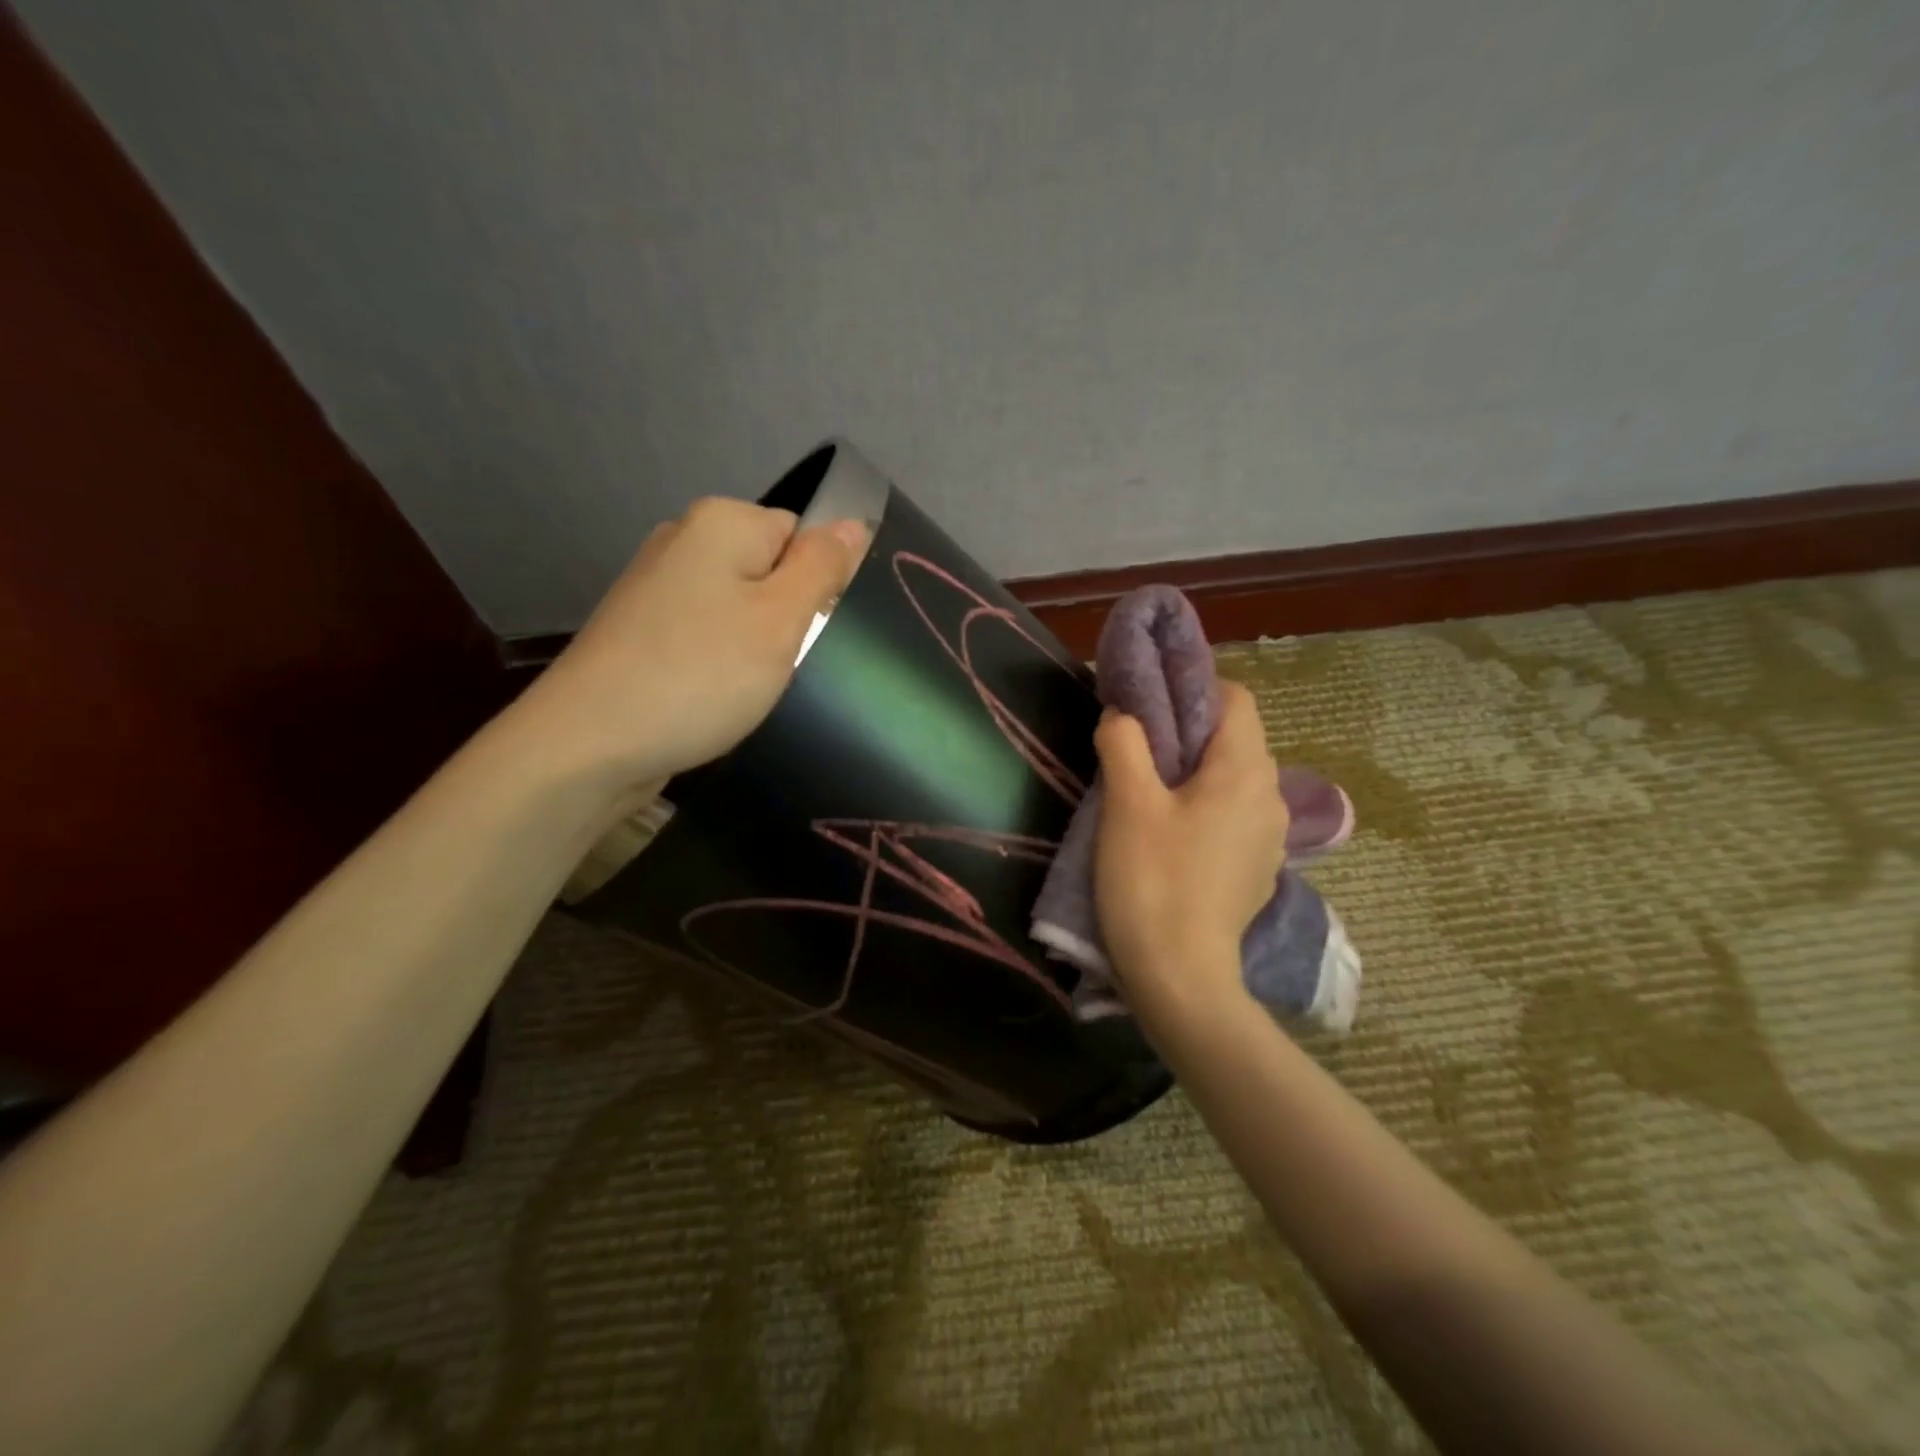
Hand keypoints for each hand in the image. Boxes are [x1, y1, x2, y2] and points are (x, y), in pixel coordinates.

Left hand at [524, 497, 864, 801]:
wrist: (590, 744)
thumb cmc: (700, 675)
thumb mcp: (781, 619)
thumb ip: (823, 566)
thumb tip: (854, 523)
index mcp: (722, 522)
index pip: (803, 536)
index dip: (818, 586)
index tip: (810, 635)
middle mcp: (684, 540)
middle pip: (770, 570)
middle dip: (788, 617)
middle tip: (783, 666)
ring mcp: (656, 586)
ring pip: (740, 608)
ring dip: (757, 646)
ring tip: (750, 687)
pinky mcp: (642, 629)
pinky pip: (707, 633)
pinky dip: (721, 662)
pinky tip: (716, 695)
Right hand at [1092, 680, 1288, 1018]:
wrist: (1181, 978)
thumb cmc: (1152, 881)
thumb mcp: (1127, 803)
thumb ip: (1124, 742)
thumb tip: (1123, 715)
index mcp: (1245, 771)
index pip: (1235, 698)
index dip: (1193, 688)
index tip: (1149, 705)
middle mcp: (1270, 797)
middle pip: (1235, 739)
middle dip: (1188, 732)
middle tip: (1138, 748)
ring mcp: (1270, 838)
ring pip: (1233, 780)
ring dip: (1195, 773)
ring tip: (1150, 793)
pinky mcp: (1257, 870)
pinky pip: (1233, 817)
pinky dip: (1205, 808)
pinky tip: (1172, 837)